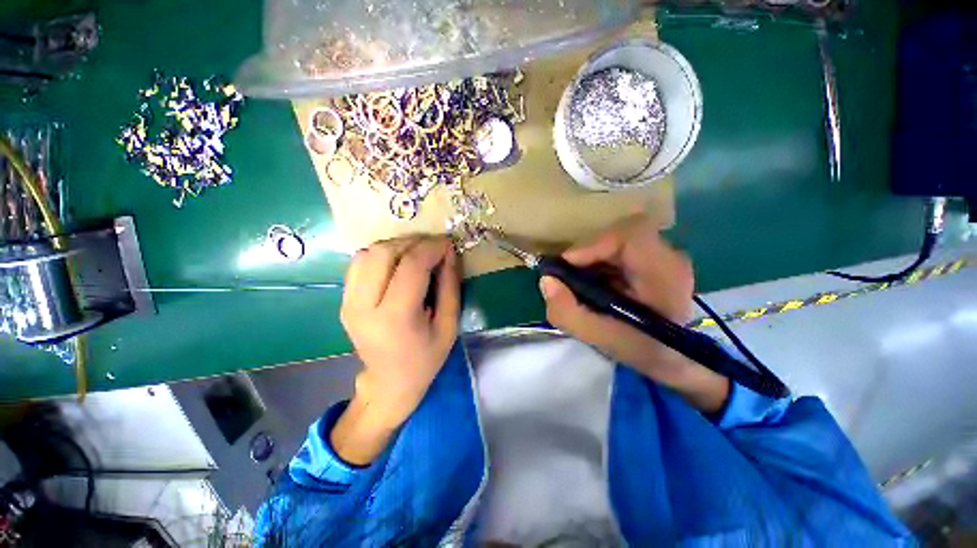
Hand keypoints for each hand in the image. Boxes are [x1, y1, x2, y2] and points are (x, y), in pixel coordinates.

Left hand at [332, 236, 459, 463]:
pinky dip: (381, 254)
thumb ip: (450, 286)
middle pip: (384, 253)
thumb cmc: (426, 358)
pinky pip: (359, 262)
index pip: (411, 266)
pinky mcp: (343, 300)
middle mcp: (364, 306)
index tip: (447, 244)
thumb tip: (448, 252)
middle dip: (413, 242)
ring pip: (368, 253)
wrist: (389, 382)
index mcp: (395, 318)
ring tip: (417, 254)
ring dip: (396, 246)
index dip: (431, 248)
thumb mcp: (449, 325)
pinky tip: (398, 264)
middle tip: (433, 247)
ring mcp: (348, 302)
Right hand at [539, 216, 728, 412]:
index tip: (568, 266)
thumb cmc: (643, 350)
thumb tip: (547, 281)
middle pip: (617, 234)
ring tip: (583, 284)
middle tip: (570, 278)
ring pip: (616, 240)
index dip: (593, 244)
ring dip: (592, 259)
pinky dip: (600, 262)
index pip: (629, 234)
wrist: (676, 358)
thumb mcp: (600, 338)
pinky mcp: (654, 258)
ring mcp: (663, 255)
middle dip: (587, 254)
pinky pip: (619, 248)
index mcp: (664, 273)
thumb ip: (568, 312)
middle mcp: (669, 256)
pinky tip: (597, 284)